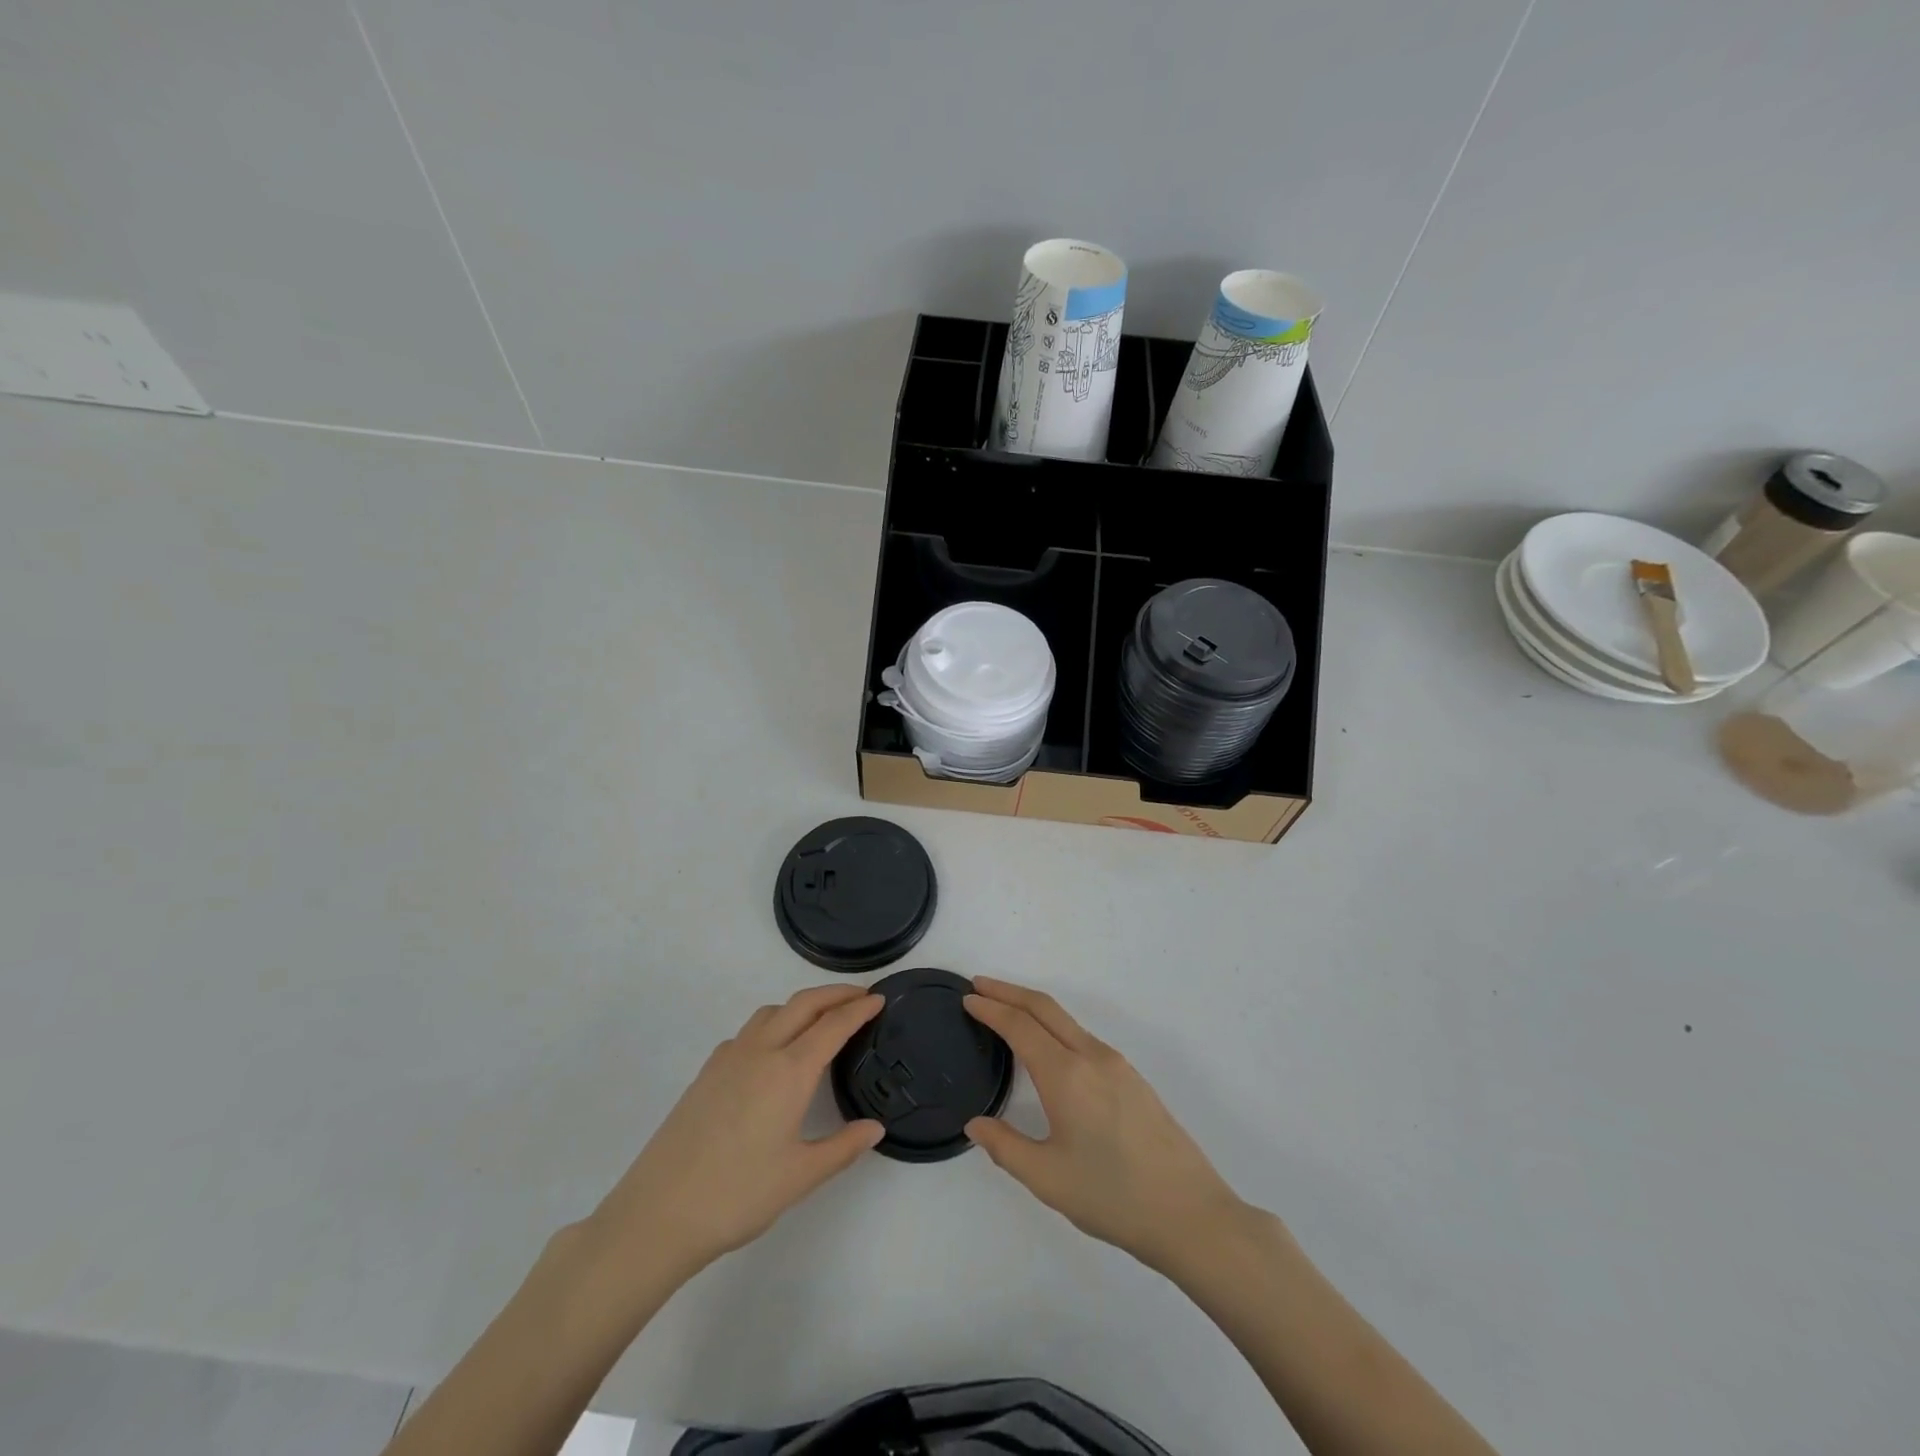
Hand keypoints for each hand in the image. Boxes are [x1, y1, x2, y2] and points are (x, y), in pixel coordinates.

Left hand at [583, 984, 883, 1282]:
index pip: (833, 1025)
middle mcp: (760, 1051)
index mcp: (789, 1071)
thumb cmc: (737, 1195)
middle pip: (803, 1004)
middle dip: (835, 994)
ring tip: (820, 1020)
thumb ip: (843, 1147)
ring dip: (801, 1005)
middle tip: (860, 996)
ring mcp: (729, 1058)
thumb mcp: (800, 1177)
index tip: (879, 999)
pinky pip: (748, 1031)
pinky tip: (772, 1054)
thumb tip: (875, 1128)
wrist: (658, 1213)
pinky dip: (773, 1024)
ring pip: (772, 1012)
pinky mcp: (707, 1072)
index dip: (859, 1008)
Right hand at [963, 977, 1246, 1272]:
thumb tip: (976, 1124)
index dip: (991, 1008)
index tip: (967, 998)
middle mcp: (1092, 1056)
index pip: (1020, 1026)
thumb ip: (1005, 1147)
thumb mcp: (1047, 1178)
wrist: (1191, 1214)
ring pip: (1066, 1021)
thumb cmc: (1113, 1197)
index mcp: (1067, 1075)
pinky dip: (1055, 1027)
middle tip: (979, 986)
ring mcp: (1117, 1064)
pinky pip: (1083, 1037)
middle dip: (1009, 992)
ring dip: (1033, 1008)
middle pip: (1044, 1008)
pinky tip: (1048, 1048)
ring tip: (1006, 1012)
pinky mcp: (1132, 1078)